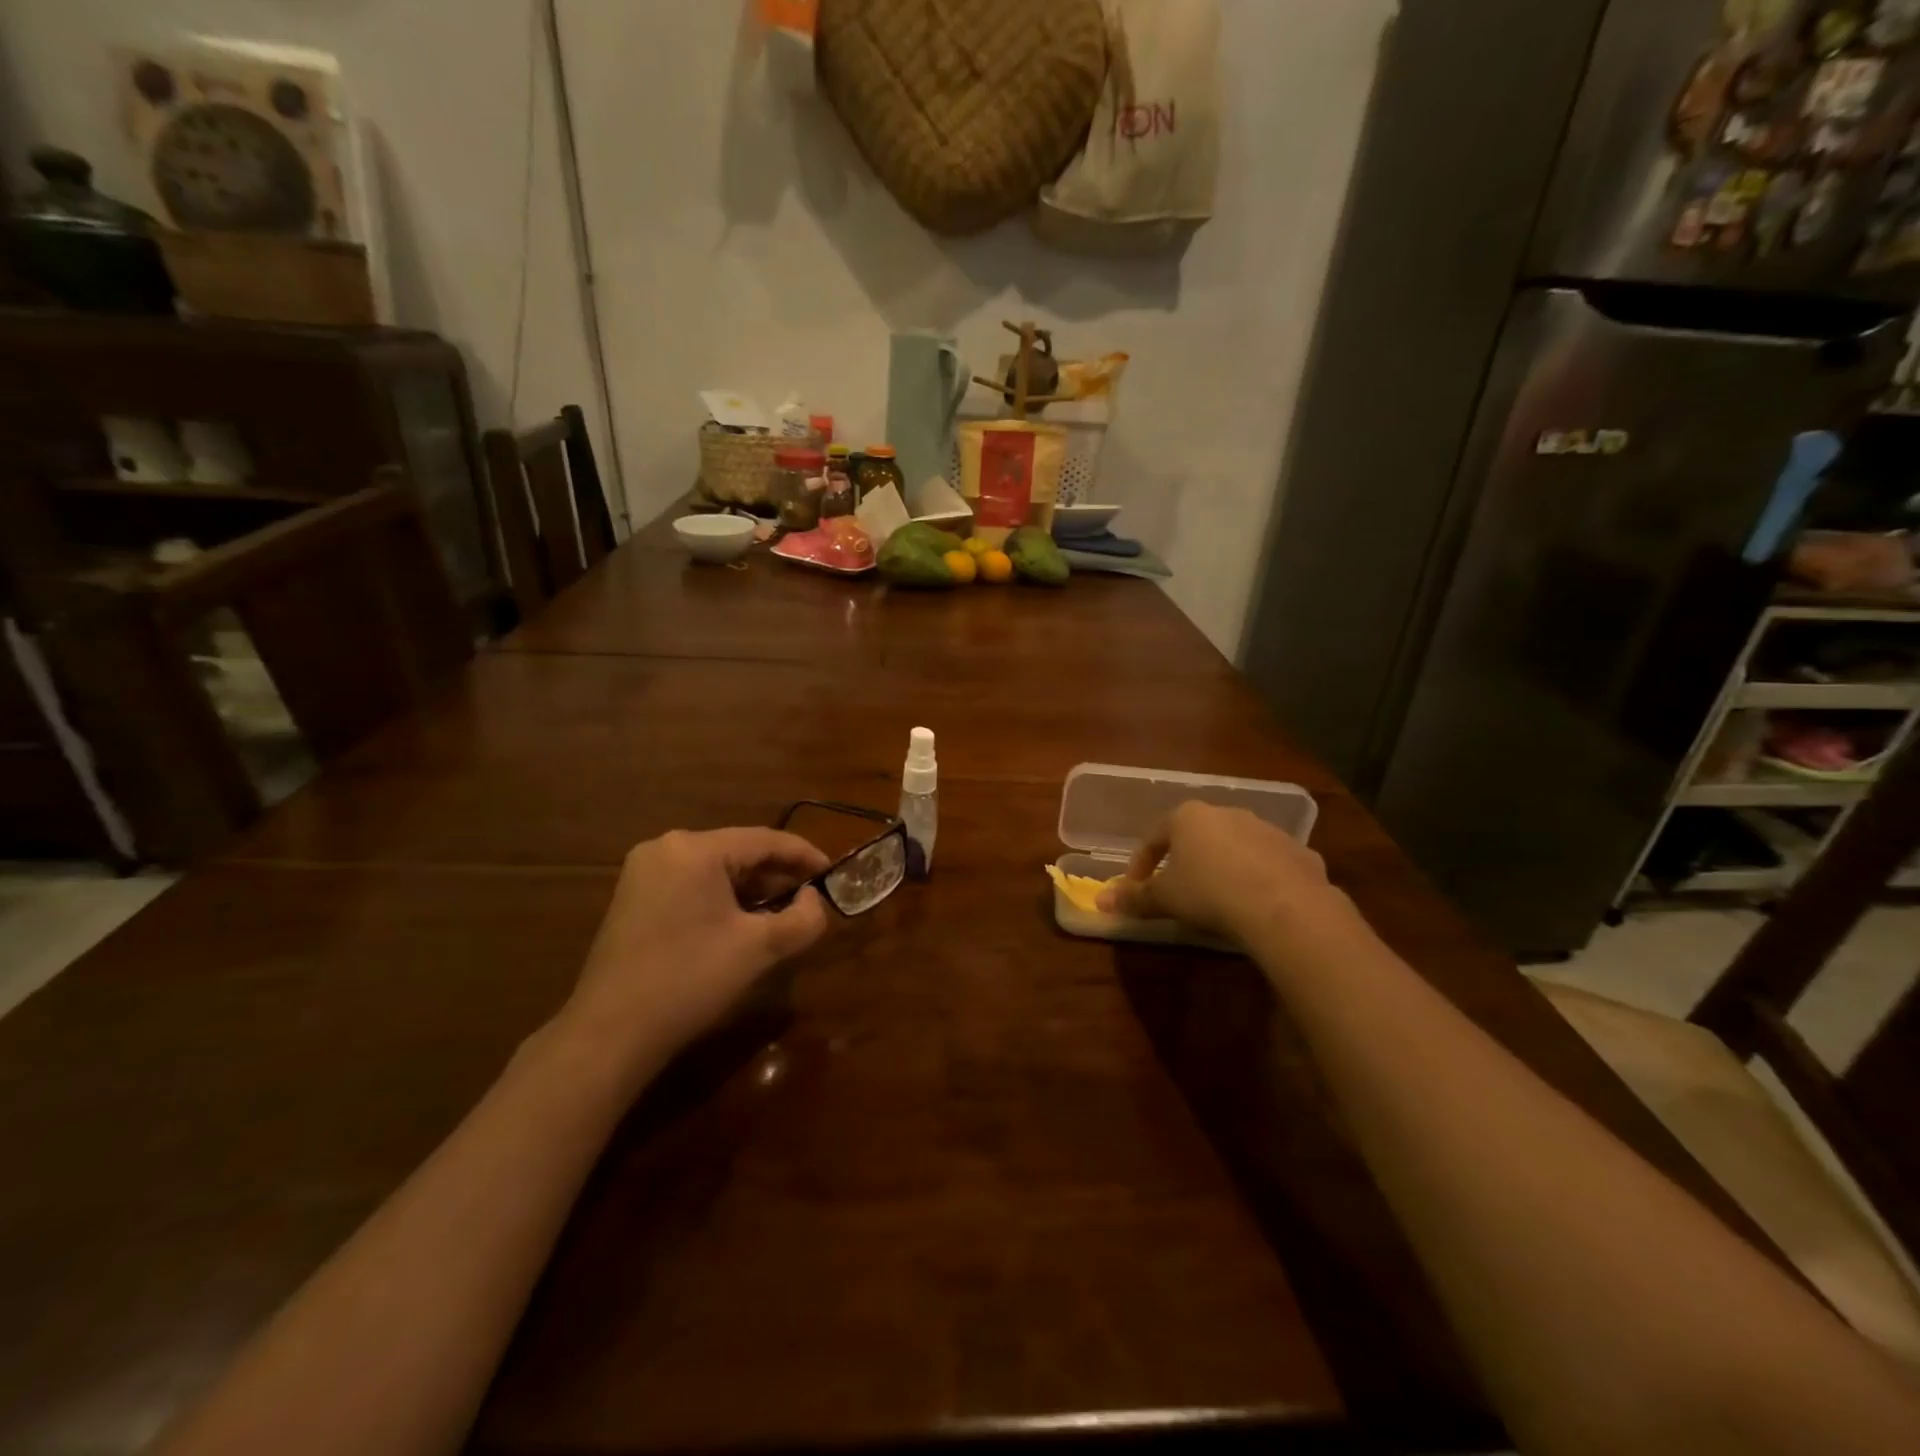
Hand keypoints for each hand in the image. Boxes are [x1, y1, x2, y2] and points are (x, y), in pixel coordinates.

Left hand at [558, 828, 829, 1074]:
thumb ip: (802, 918)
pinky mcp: (632, 898)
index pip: (765, 840)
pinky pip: (691, 885)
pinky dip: (722, 898)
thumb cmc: (690, 979)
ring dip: (751, 889)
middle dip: (777, 875)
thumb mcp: (759, 948)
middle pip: (738, 851)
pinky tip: (739, 924)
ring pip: (715, 870)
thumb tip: (814, 900)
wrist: (611, 1032)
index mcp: (695, 849)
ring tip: (780, 913)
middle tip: (810, 898)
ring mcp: (643, 873)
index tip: (833, 873)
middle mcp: (666, 848)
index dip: (804, 855)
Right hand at [1096, 801, 1339, 940]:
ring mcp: (1266, 829)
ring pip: (1235, 847)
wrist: (1284, 906)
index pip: (1154, 837)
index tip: (1136, 887)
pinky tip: (1257, 904)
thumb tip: (1100, 900)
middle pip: (1196, 836)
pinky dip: (1260, 879)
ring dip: (1224, 867)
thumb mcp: (1164, 898)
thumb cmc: (1209, 893)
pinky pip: (1269, 863)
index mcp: (1188, 817)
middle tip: (1178, 891)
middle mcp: (1227, 813)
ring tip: (1219, 899)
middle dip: (1185, 861)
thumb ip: (1134, 898)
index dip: (1141, 863)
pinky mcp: (1298, 851)